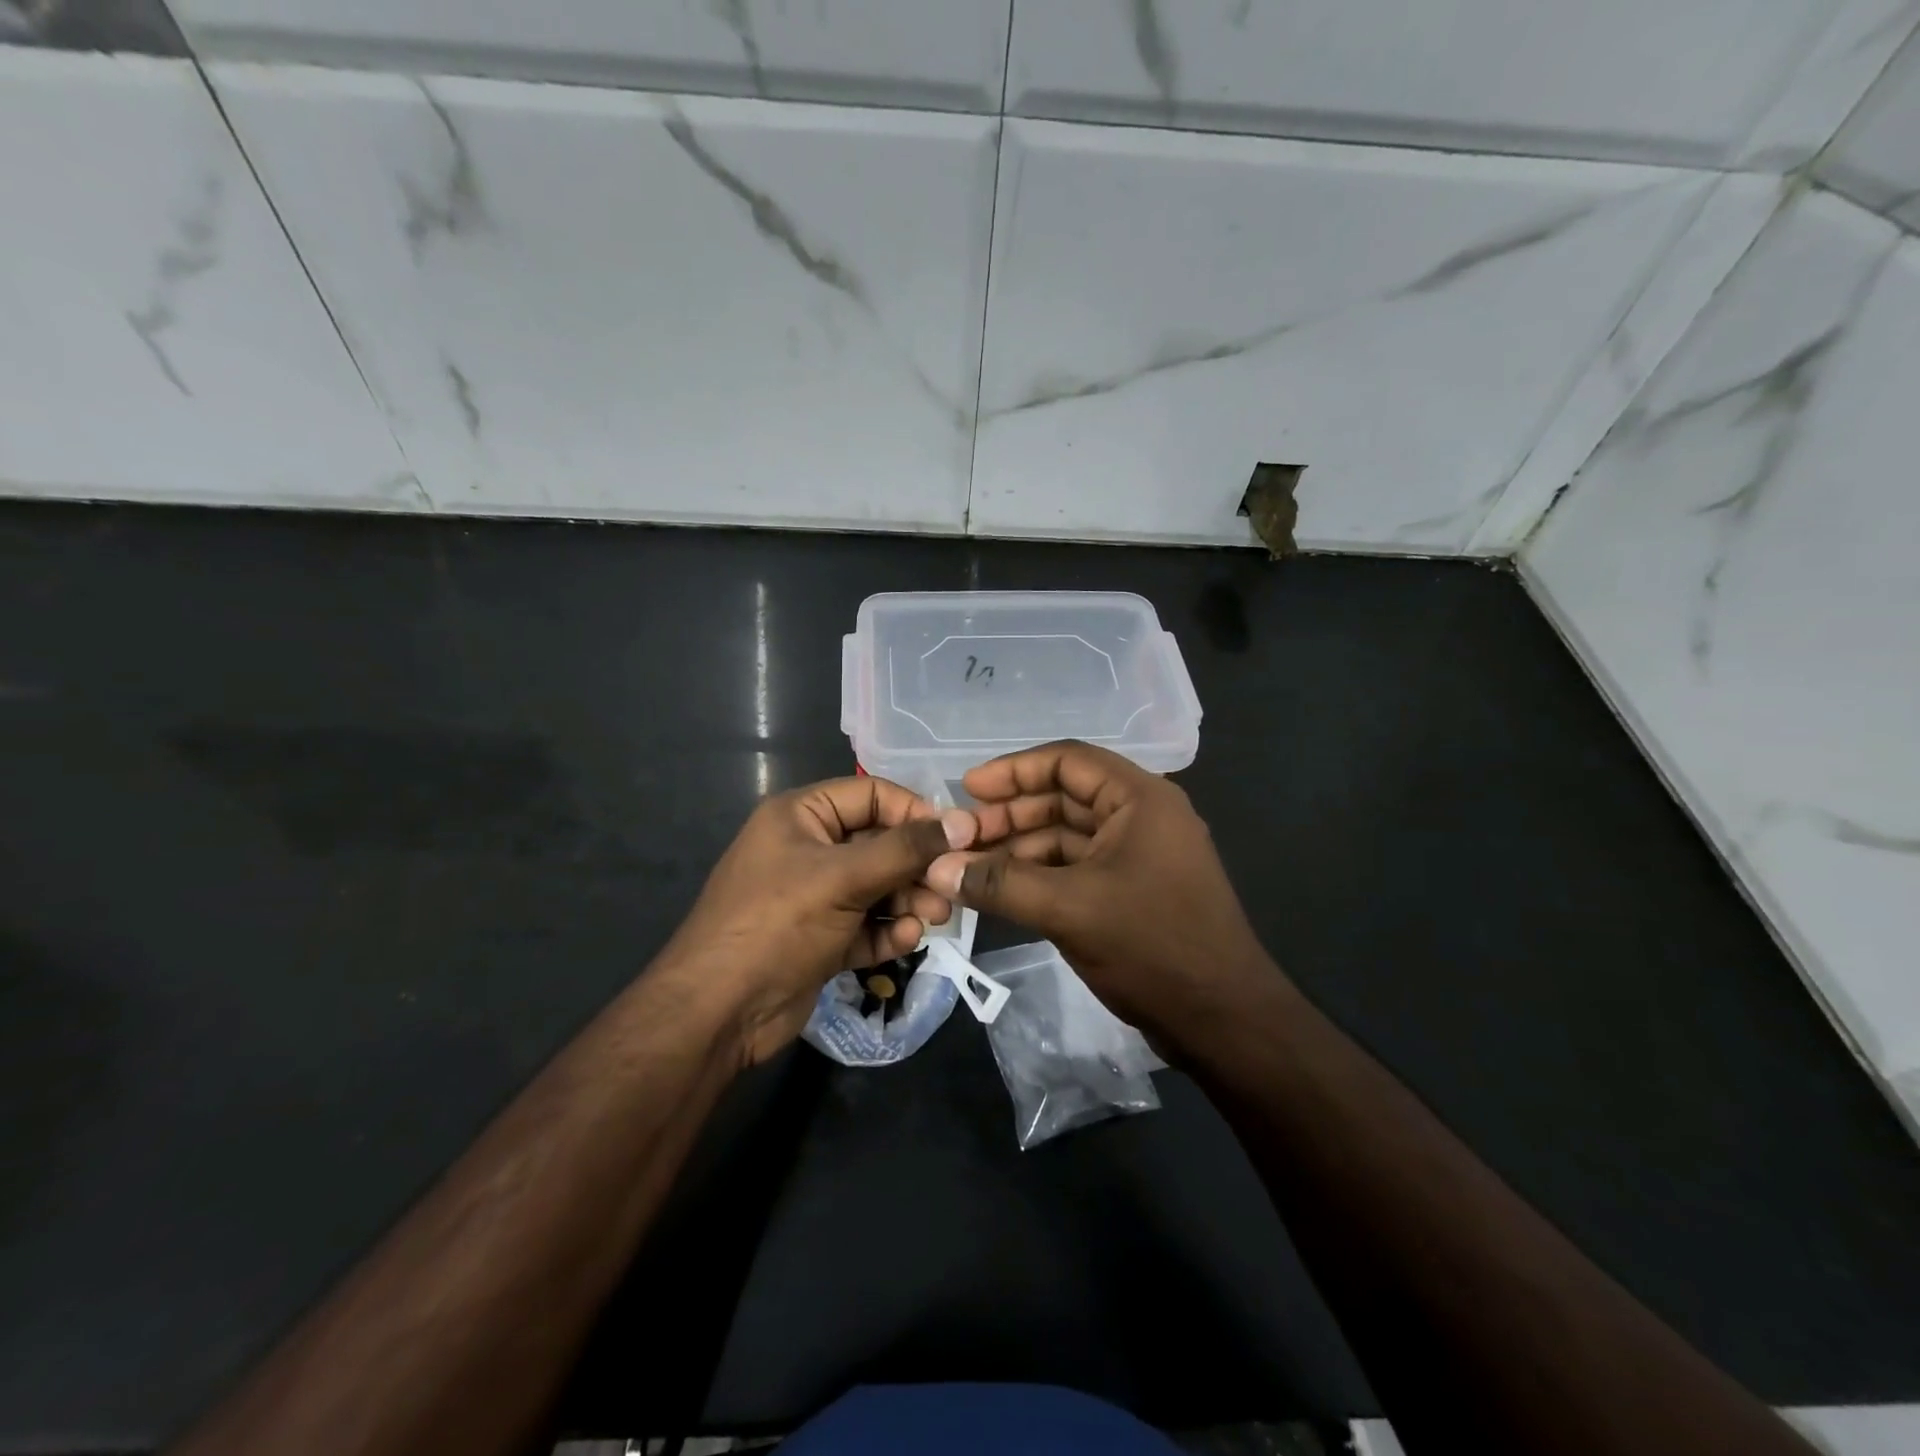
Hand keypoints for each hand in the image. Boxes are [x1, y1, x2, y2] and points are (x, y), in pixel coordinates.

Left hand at [660, 776, 975, 1064]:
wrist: (719, 1012)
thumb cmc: (778, 924)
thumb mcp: (843, 877)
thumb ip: (905, 849)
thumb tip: (963, 822)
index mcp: (801, 815)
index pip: (871, 795)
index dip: (914, 812)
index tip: (956, 838)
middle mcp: (808, 849)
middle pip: (879, 843)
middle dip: (916, 866)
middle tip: (949, 888)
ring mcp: (814, 896)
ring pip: (877, 887)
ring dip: (908, 900)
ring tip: (935, 918)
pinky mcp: (821, 938)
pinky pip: (866, 924)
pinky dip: (887, 930)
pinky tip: (905, 940)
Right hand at [925, 741, 1274, 1050]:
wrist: (1223, 1021)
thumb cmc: (1152, 946)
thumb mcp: (1069, 909)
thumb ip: (1001, 884)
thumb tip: (938, 868)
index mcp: (1139, 799)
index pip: (1067, 761)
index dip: (1013, 771)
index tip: (967, 789)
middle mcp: (1141, 817)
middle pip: (1063, 798)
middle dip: (1010, 815)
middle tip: (960, 837)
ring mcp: (1137, 856)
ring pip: (1066, 837)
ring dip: (1019, 849)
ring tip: (970, 868)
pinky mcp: (1131, 891)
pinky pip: (1075, 869)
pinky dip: (1038, 876)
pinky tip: (1001, 892)